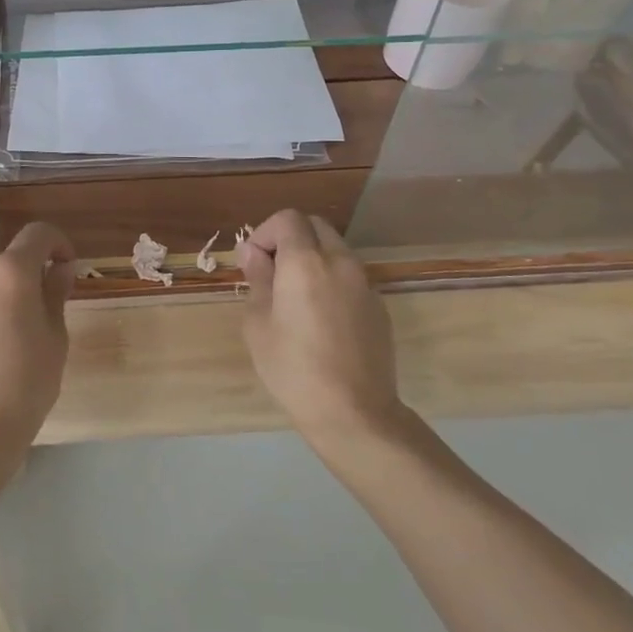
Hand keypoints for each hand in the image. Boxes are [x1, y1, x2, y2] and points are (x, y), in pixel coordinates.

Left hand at [0, 219, 74, 449]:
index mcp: (11, 271)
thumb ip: (54, 295)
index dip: (58, 242)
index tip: (67, 264)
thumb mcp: (54, 339)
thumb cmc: (25, 384)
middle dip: (13, 240)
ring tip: (11, 299)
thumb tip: (58, 270)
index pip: (37, 233)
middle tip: (33, 269)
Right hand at [239, 210, 402, 442]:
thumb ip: (258, 279)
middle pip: (315, 227)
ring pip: (335, 250)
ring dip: (313, 258)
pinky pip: (350, 276)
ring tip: (295, 297)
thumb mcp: (258, 324)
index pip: (288, 219)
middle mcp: (340, 262)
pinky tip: (321, 318)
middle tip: (272, 273)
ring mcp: (364, 283)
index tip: (253, 262)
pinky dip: (331, 280)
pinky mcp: (378, 306)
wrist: (354, 412)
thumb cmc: (293, 368)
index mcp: (306, 262)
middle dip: (290, 239)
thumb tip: (253, 253)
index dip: (265, 233)